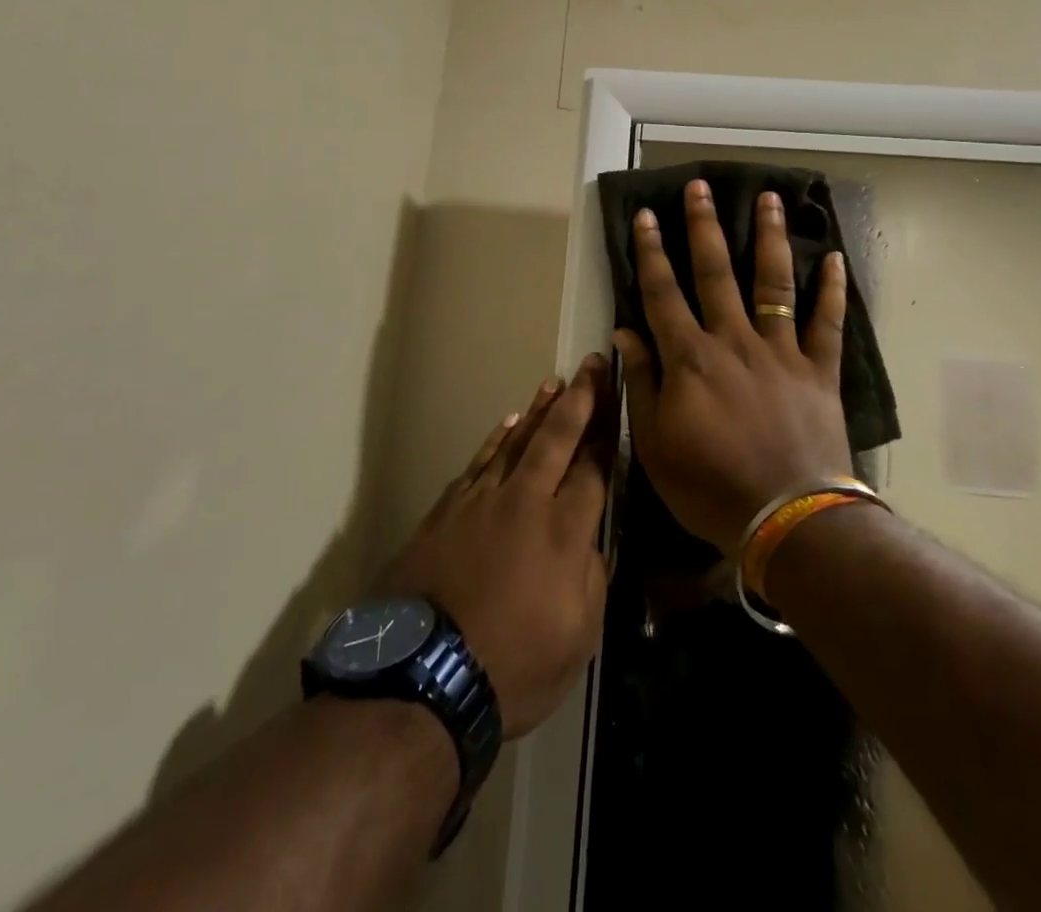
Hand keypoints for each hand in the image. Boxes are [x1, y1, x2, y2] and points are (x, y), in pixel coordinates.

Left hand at [384, 354, 616, 738]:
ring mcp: (483, 500)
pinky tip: (508, 422)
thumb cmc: (515, 666)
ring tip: (555, 382)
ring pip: (517, 440)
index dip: (608, 432)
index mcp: (565, 530)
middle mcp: (526, 501)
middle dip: (580, 398)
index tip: (617, 401)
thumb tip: (591, 541)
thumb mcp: (579, 637)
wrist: (423, 677)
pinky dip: (497, 438)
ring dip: (540, 409)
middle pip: (558, 437)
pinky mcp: (448, 509)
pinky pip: (480, 461)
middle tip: (592, 364)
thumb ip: (593, 578)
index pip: (594, 468)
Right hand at [615, 180, 853, 555]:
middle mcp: (734, 341)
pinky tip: (834, 257)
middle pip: (716, 273)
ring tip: (767, 198)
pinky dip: (832, 290)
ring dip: (769, 238)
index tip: (647, 216)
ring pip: (773, 283)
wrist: (787, 519)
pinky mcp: (819, 369)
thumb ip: (643, 382)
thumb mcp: (655, 443)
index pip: (663, 294)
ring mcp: (781, 351)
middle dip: (704, 227)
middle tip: (700, 187)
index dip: (651, 253)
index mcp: (691, 358)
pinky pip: (827, 323)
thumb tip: (624, 331)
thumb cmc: (710, 486)